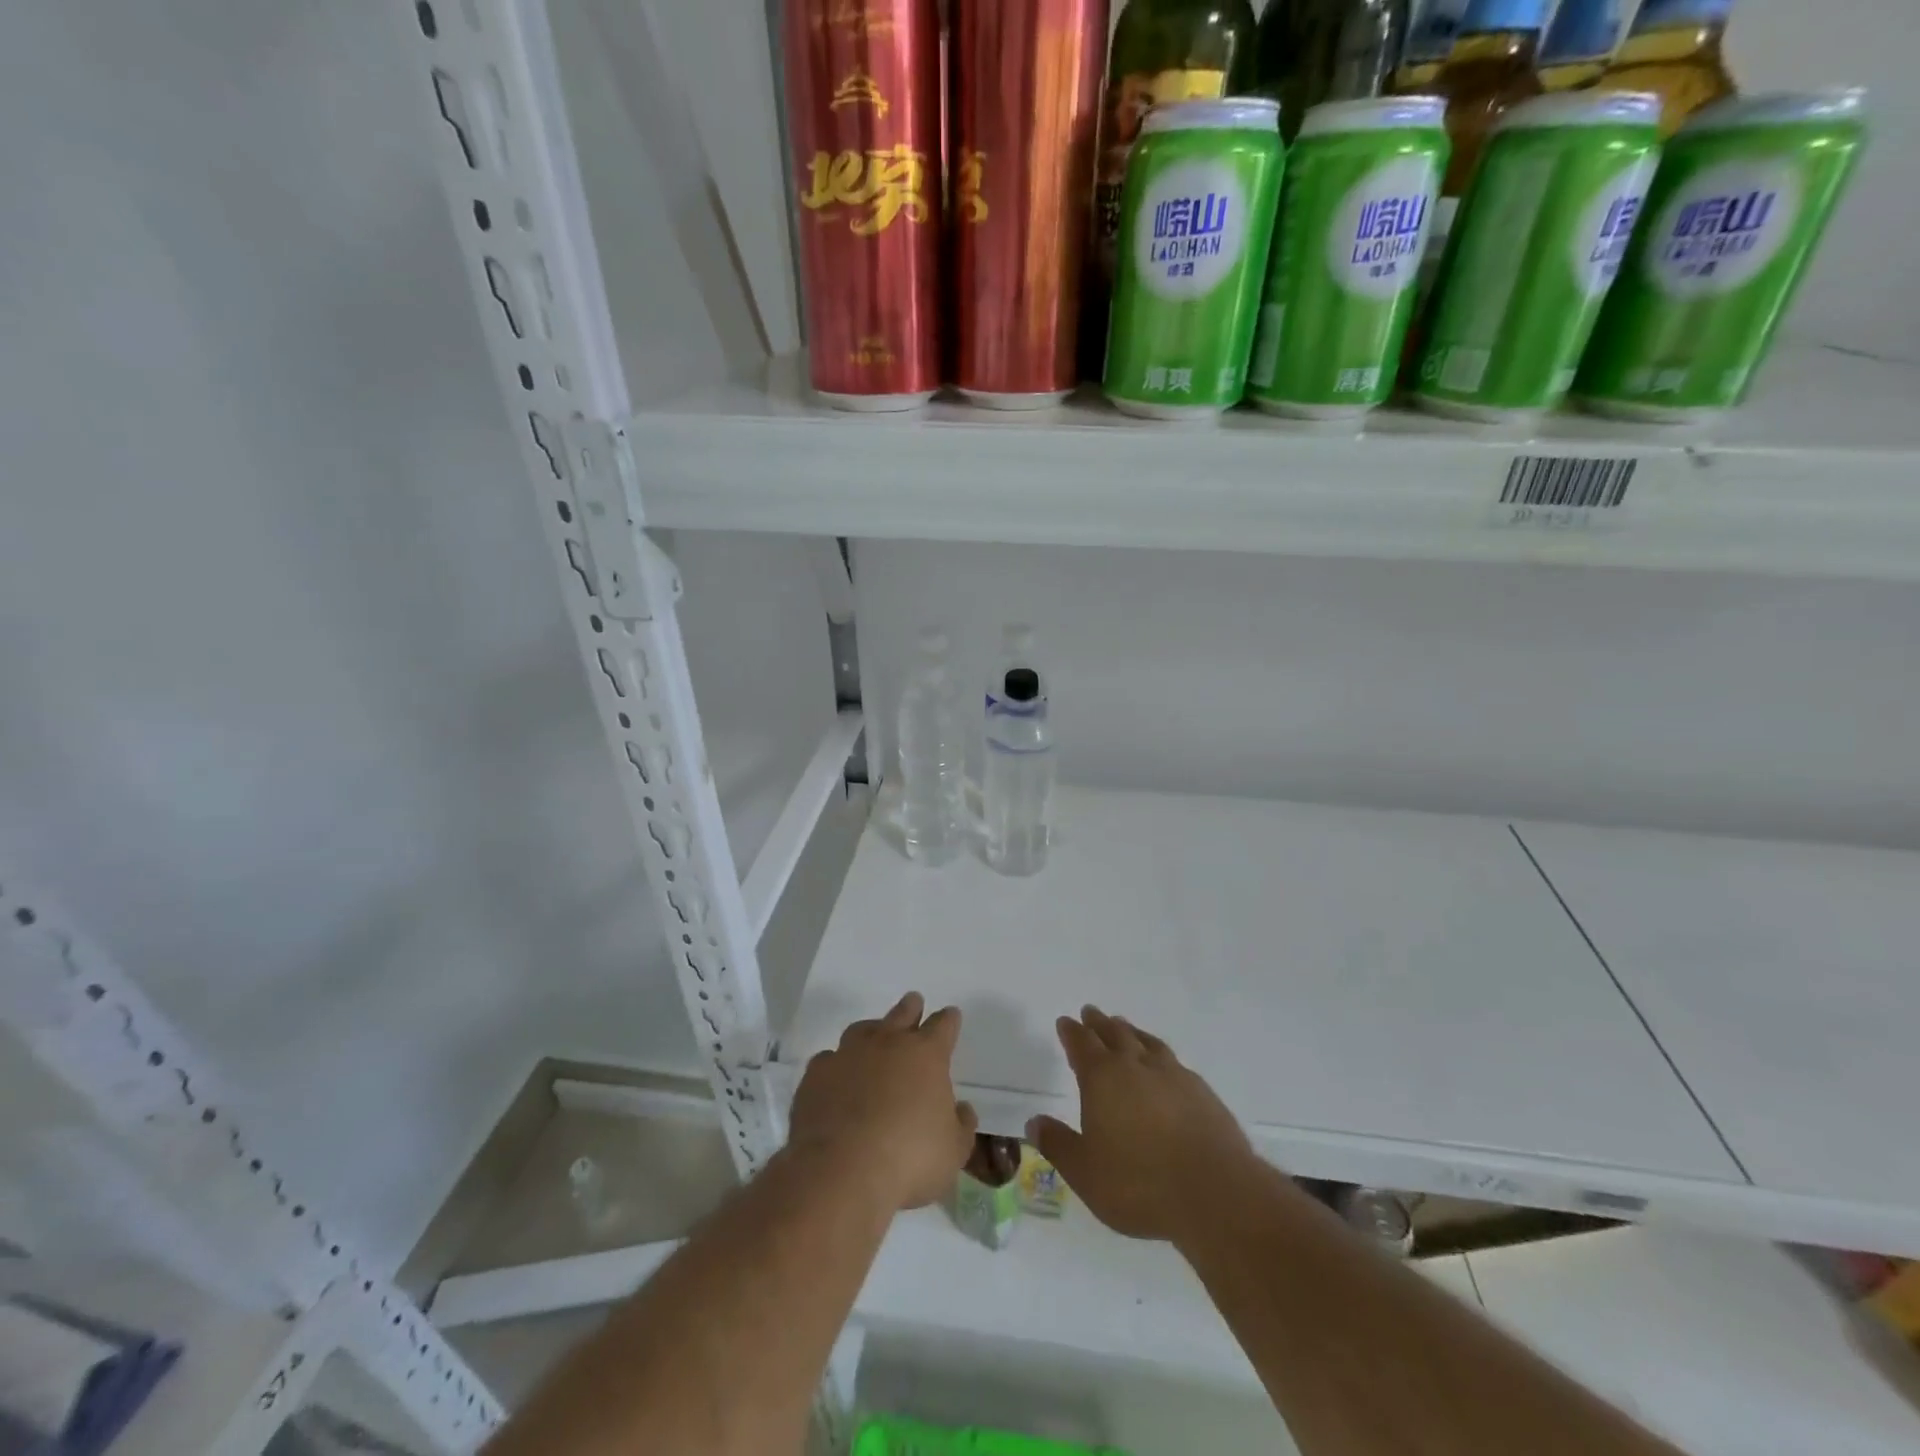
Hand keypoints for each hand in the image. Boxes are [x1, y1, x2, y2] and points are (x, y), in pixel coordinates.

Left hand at [788, 992, 977, 1210]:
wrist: (841, 1171)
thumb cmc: (909, 1159)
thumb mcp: (953, 1152)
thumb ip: (961, 1125)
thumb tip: (962, 1109)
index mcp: (926, 1055)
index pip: (943, 1026)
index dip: (949, 1020)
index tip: (951, 1016)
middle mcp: (887, 1043)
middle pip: (902, 1014)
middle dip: (911, 1008)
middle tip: (914, 1002)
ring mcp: (848, 1054)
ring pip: (862, 1029)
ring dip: (872, 1030)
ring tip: (874, 1035)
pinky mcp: (816, 1074)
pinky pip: (829, 1059)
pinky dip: (837, 1064)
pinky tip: (837, 1076)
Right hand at [1028, 1006, 1258, 1243]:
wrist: (1215, 1193)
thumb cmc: (1139, 1184)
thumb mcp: (1085, 1172)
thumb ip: (1058, 1144)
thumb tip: (1033, 1122)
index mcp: (1103, 1078)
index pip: (1082, 1045)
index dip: (1072, 1032)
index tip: (1065, 1021)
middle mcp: (1136, 1066)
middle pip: (1114, 1034)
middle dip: (1099, 1024)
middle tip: (1091, 1013)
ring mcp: (1173, 1075)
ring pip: (1146, 1042)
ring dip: (1131, 1032)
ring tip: (1124, 1027)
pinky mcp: (1202, 1092)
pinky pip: (1173, 1061)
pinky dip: (1159, 1055)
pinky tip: (1164, 1065)